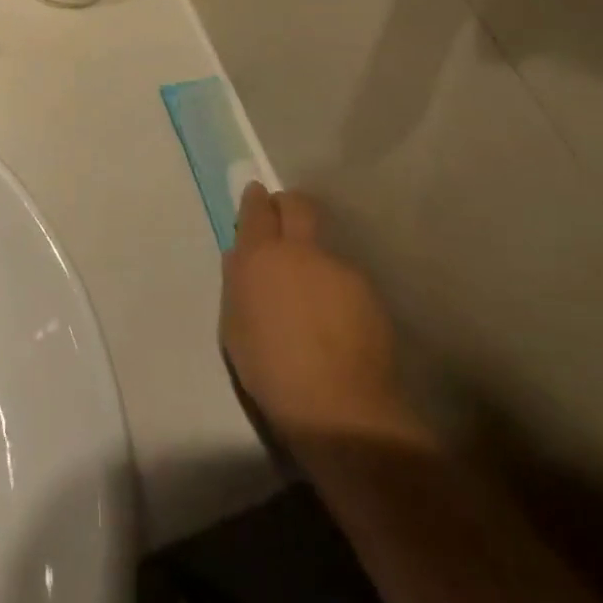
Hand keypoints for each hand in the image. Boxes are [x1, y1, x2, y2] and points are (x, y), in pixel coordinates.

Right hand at [221, 183, 416, 441]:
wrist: (337, 407)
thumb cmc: (269, 368)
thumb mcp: (234, 324)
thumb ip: (238, 283)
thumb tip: (243, 260)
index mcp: (259, 256)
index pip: (256, 209)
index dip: (255, 199)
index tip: (256, 194)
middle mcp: (300, 250)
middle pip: (298, 205)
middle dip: (289, 205)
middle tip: (284, 220)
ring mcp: (338, 268)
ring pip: (324, 246)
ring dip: (314, 257)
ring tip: (312, 295)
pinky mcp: (368, 292)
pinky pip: (345, 278)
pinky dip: (337, 289)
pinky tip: (336, 320)